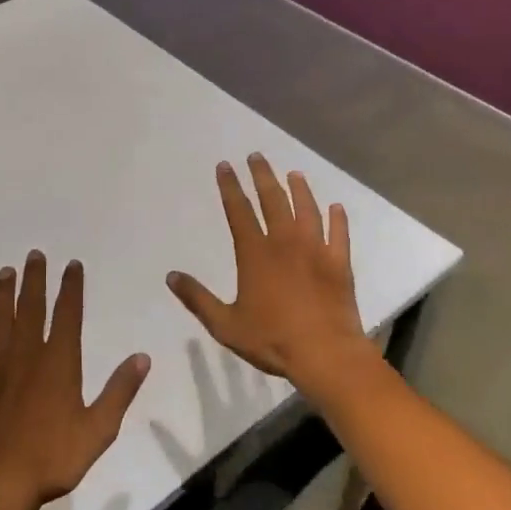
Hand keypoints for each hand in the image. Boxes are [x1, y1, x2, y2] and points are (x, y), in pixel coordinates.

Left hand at [0, 252, 150, 509]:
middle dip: (35, 280)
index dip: (71, 288)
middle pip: (31, 309)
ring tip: (4, 272)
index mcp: (58, 363)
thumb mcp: (99, 429)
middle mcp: (27, 356)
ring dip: (2, 296)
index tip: (72, 264)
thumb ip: (120, 391)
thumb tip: (142, 357)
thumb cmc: (52, 457)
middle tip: (34, 255)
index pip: (67, 315)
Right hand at [166, 155, 368, 383]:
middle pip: (273, 199)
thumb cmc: (272, 339)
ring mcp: (316, 250)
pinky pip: (338, 233)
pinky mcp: (339, 263)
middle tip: (257, 156)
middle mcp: (285, 242)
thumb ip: (198, 299)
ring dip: (300, 189)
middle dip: (262, 175)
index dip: (230, 187)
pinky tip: (336, 208)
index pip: (239, 211)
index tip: (225, 166)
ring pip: (307, 209)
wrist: (325, 353)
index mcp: (255, 253)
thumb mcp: (225, 324)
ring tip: (294, 174)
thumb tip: (171, 276)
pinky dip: (337, 219)